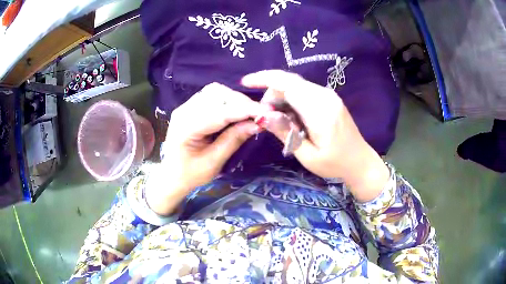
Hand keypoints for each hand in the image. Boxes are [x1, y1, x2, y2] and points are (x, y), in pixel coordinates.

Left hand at [146, 83, 261, 214]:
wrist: (172, 175)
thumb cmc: (191, 174)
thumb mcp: (214, 162)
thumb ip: (234, 140)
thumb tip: (258, 124)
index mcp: (186, 127)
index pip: (220, 112)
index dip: (245, 110)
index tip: (268, 112)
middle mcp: (184, 111)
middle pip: (217, 95)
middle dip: (241, 102)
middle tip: (260, 115)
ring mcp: (186, 106)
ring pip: (216, 92)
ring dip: (235, 99)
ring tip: (249, 113)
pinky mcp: (191, 107)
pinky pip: (212, 96)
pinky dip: (228, 101)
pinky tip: (236, 111)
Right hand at [242, 70, 389, 201]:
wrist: (360, 161)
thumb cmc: (334, 164)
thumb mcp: (306, 155)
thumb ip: (285, 132)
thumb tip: (261, 115)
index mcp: (320, 111)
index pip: (288, 84)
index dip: (264, 79)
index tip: (245, 82)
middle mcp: (325, 96)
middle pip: (289, 82)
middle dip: (271, 93)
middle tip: (266, 117)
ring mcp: (328, 95)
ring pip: (295, 85)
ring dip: (280, 97)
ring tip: (279, 120)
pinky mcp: (329, 98)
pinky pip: (304, 91)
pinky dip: (291, 99)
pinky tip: (291, 116)